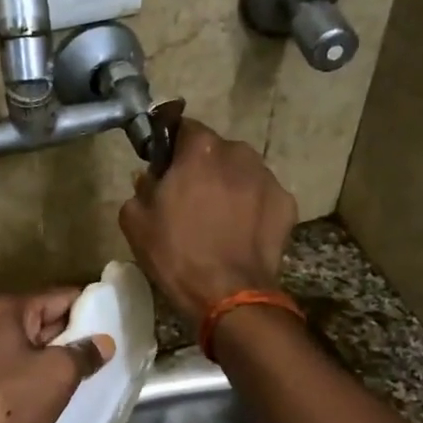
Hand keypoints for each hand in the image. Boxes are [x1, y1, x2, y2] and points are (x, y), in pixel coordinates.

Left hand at [0, 290, 115, 422]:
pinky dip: (32, 384)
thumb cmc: (7, 404)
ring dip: (52, 364)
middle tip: (109, 353)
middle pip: (40, 322)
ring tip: (89, 378)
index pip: (58, 296)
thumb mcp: (56, 375)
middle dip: (72, 337)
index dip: (89, 308)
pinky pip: (11, 377)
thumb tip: (103, 342)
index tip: (116, 323)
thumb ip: (83, 354)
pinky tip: (55, 400)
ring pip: (25, 353)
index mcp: (2, 310)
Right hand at [119, 118, 297, 321]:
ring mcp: (268, 178)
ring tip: (218, 220)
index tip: (165, 168)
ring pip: (241, 173)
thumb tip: (151, 179)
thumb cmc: (176, 253)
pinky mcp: (287, 204)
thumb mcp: (135, 220)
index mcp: (201, 149)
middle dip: (203, 168)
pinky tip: (240, 234)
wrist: (229, 295)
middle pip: (215, 152)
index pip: (183, 127)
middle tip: (190, 199)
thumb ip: (142, 187)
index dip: (172, 147)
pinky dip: (252, 209)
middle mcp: (239, 153)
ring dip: (229, 187)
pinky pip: (262, 197)